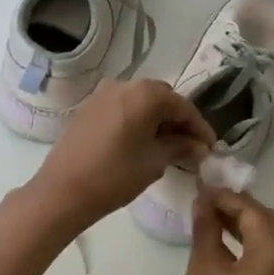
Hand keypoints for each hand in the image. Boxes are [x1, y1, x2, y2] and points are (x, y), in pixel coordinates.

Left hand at [30, 79, 215, 232]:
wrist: (63, 190)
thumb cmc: (115, 175)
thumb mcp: (154, 162)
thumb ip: (180, 147)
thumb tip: (198, 146)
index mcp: (145, 93)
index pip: (182, 106)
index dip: (199, 127)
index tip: (210, 147)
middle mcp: (124, 84)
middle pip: (161, 98)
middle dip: (178, 120)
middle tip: (190, 146)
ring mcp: (103, 94)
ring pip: (140, 102)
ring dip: (156, 120)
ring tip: (167, 146)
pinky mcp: (88, 107)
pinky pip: (122, 108)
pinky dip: (136, 120)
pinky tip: (141, 142)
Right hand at [178, 188, 273, 274]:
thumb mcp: (203, 267)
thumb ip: (206, 229)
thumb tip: (203, 200)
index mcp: (271, 260)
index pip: (255, 214)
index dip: (229, 198)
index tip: (203, 190)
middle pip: (273, 223)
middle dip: (245, 207)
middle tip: (213, 201)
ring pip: (270, 240)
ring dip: (246, 224)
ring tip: (212, 216)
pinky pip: (265, 258)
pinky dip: (247, 243)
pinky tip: (221, 241)